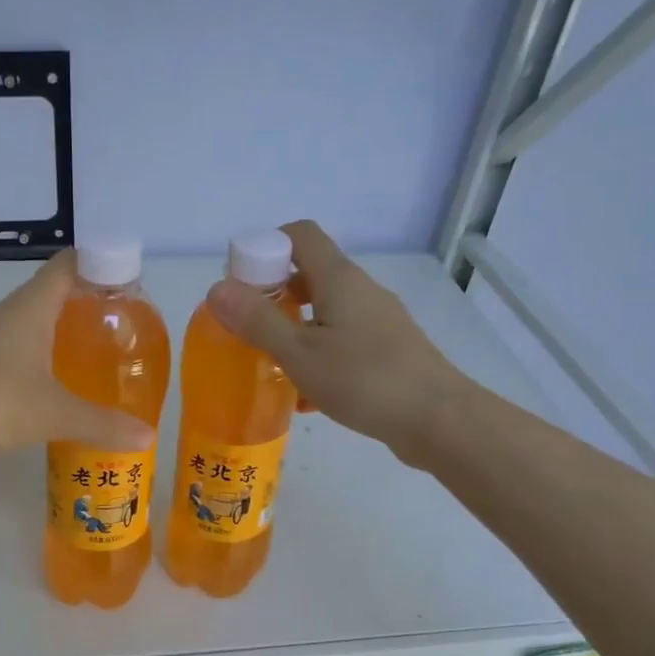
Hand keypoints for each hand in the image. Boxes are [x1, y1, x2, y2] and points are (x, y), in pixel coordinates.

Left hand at [0, 252, 154, 459]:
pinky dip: (27, 363)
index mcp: (27, 310)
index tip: (121, 276)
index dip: (94, 264)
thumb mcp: (56, 415)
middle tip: (110, 325)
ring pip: (22, 328)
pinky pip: (4, 355)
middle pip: (44, 296)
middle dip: (77, 305)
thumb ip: (103, 424)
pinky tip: (40, 390)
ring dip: (49, 337)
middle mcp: (2, 316)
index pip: (64, 267)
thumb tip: (148, 437)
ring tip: (81, 358)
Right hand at [206, 220, 463, 464]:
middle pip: (310, 273)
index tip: (241, 282)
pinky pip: (341, 340)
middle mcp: (360, 291)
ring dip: (293, 329)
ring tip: (269, 362)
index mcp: (340, 279)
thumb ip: (258, 321)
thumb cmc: (365, 380)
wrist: (437, 419)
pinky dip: (317, 355)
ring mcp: (377, 321)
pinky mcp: (386, 350)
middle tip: (247, 327)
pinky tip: (304, 396)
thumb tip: (217, 287)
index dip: (265, 246)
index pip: (300, 235)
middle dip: (273, 295)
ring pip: (325, 312)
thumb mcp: (300, 353)